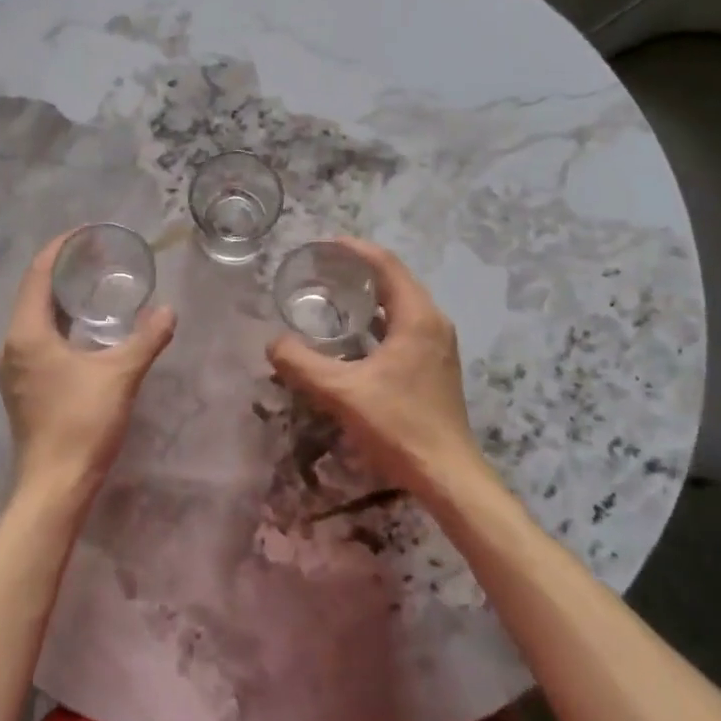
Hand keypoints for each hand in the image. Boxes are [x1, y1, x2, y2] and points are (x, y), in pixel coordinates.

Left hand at [0, 232, 175, 511]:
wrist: (54, 486)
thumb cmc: (82, 423)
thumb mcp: (120, 375)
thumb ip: (147, 338)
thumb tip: (169, 310)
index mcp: (27, 334)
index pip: (37, 275)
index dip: (58, 249)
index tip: (84, 234)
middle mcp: (11, 345)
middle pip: (33, 293)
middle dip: (62, 272)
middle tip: (96, 257)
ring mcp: (12, 369)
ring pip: (34, 318)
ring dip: (59, 299)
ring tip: (92, 285)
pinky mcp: (21, 387)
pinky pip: (36, 339)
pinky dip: (57, 323)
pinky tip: (83, 329)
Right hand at [267, 238, 486, 499]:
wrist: (447, 475)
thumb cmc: (398, 425)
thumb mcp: (342, 392)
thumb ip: (302, 364)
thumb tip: (273, 343)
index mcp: (417, 317)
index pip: (386, 265)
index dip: (355, 250)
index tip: (324, 245)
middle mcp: (433, 323)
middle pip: (395, 281)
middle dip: (359, 271)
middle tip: (321, 271)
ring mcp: (437, 345)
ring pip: (400, 306)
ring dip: (369, 298)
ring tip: (331, 298)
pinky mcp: (434, 366)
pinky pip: (404, 327)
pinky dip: (378, 321)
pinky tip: (352, 338)